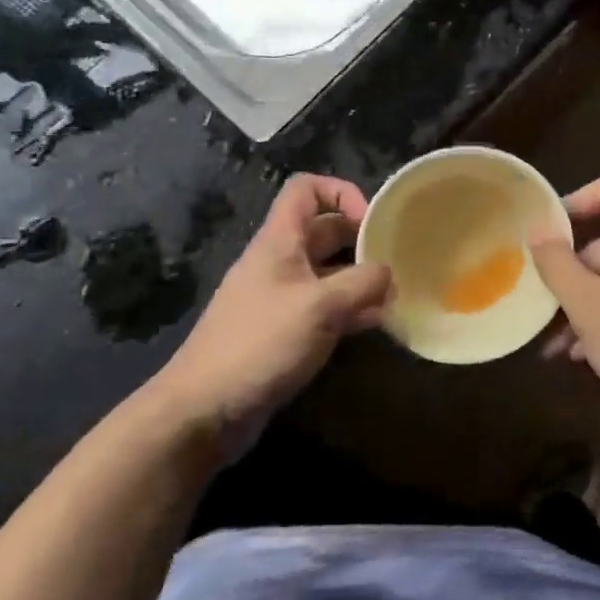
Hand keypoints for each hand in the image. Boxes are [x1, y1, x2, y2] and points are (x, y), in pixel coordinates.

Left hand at [156, 174, 390, 456]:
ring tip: (393, 295)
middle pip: (323, 230)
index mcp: (279, 241)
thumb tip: (388, 274)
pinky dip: (350, 310)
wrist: (204, 410)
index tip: (371, 221)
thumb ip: (362, 283)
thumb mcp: (321, 306)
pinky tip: (376, 325)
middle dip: (360, 239)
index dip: (341, 192)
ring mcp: (280, 298)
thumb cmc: (261, 344)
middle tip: (395, 260)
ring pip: (327, 272)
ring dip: (360, 279)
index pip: (306, 189)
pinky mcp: (283, 332)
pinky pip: (323, 307)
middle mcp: (279, 262)